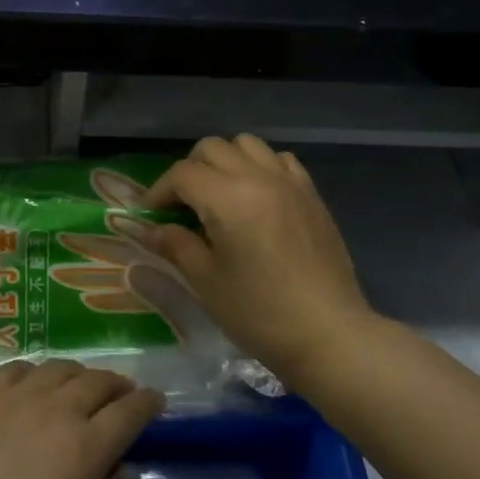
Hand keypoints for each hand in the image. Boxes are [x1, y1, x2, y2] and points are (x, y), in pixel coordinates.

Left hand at [0, 361, 162, 478]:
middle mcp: (57, 409)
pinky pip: (20, 367)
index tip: (157, 401)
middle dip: (119, 385)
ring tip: (82, 387)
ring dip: (81, 375)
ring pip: (61, 368)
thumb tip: (127, 468)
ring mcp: (17, 395)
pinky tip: (35, 384)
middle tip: (124, 394)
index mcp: (85, 448)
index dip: (148, 403)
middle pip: (99, 381)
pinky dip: (38, 372)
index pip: (130, 412)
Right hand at [134, 135, 375, 385]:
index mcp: (228, 198)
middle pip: (212, 148)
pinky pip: (279, 160)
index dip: (159, 191)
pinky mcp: (311, 194)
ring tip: (220, 195)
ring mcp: (289, 182)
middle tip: (182, 205)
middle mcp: (258, 177)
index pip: (182, 174)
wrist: (329, 334)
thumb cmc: (260, 312)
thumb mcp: (206, 281)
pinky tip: (257, 197)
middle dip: (189, 171)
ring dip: (225, 161)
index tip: (150, 215)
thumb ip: (176, 245)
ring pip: (247, 144)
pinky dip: (260, 166)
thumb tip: (151, 229)